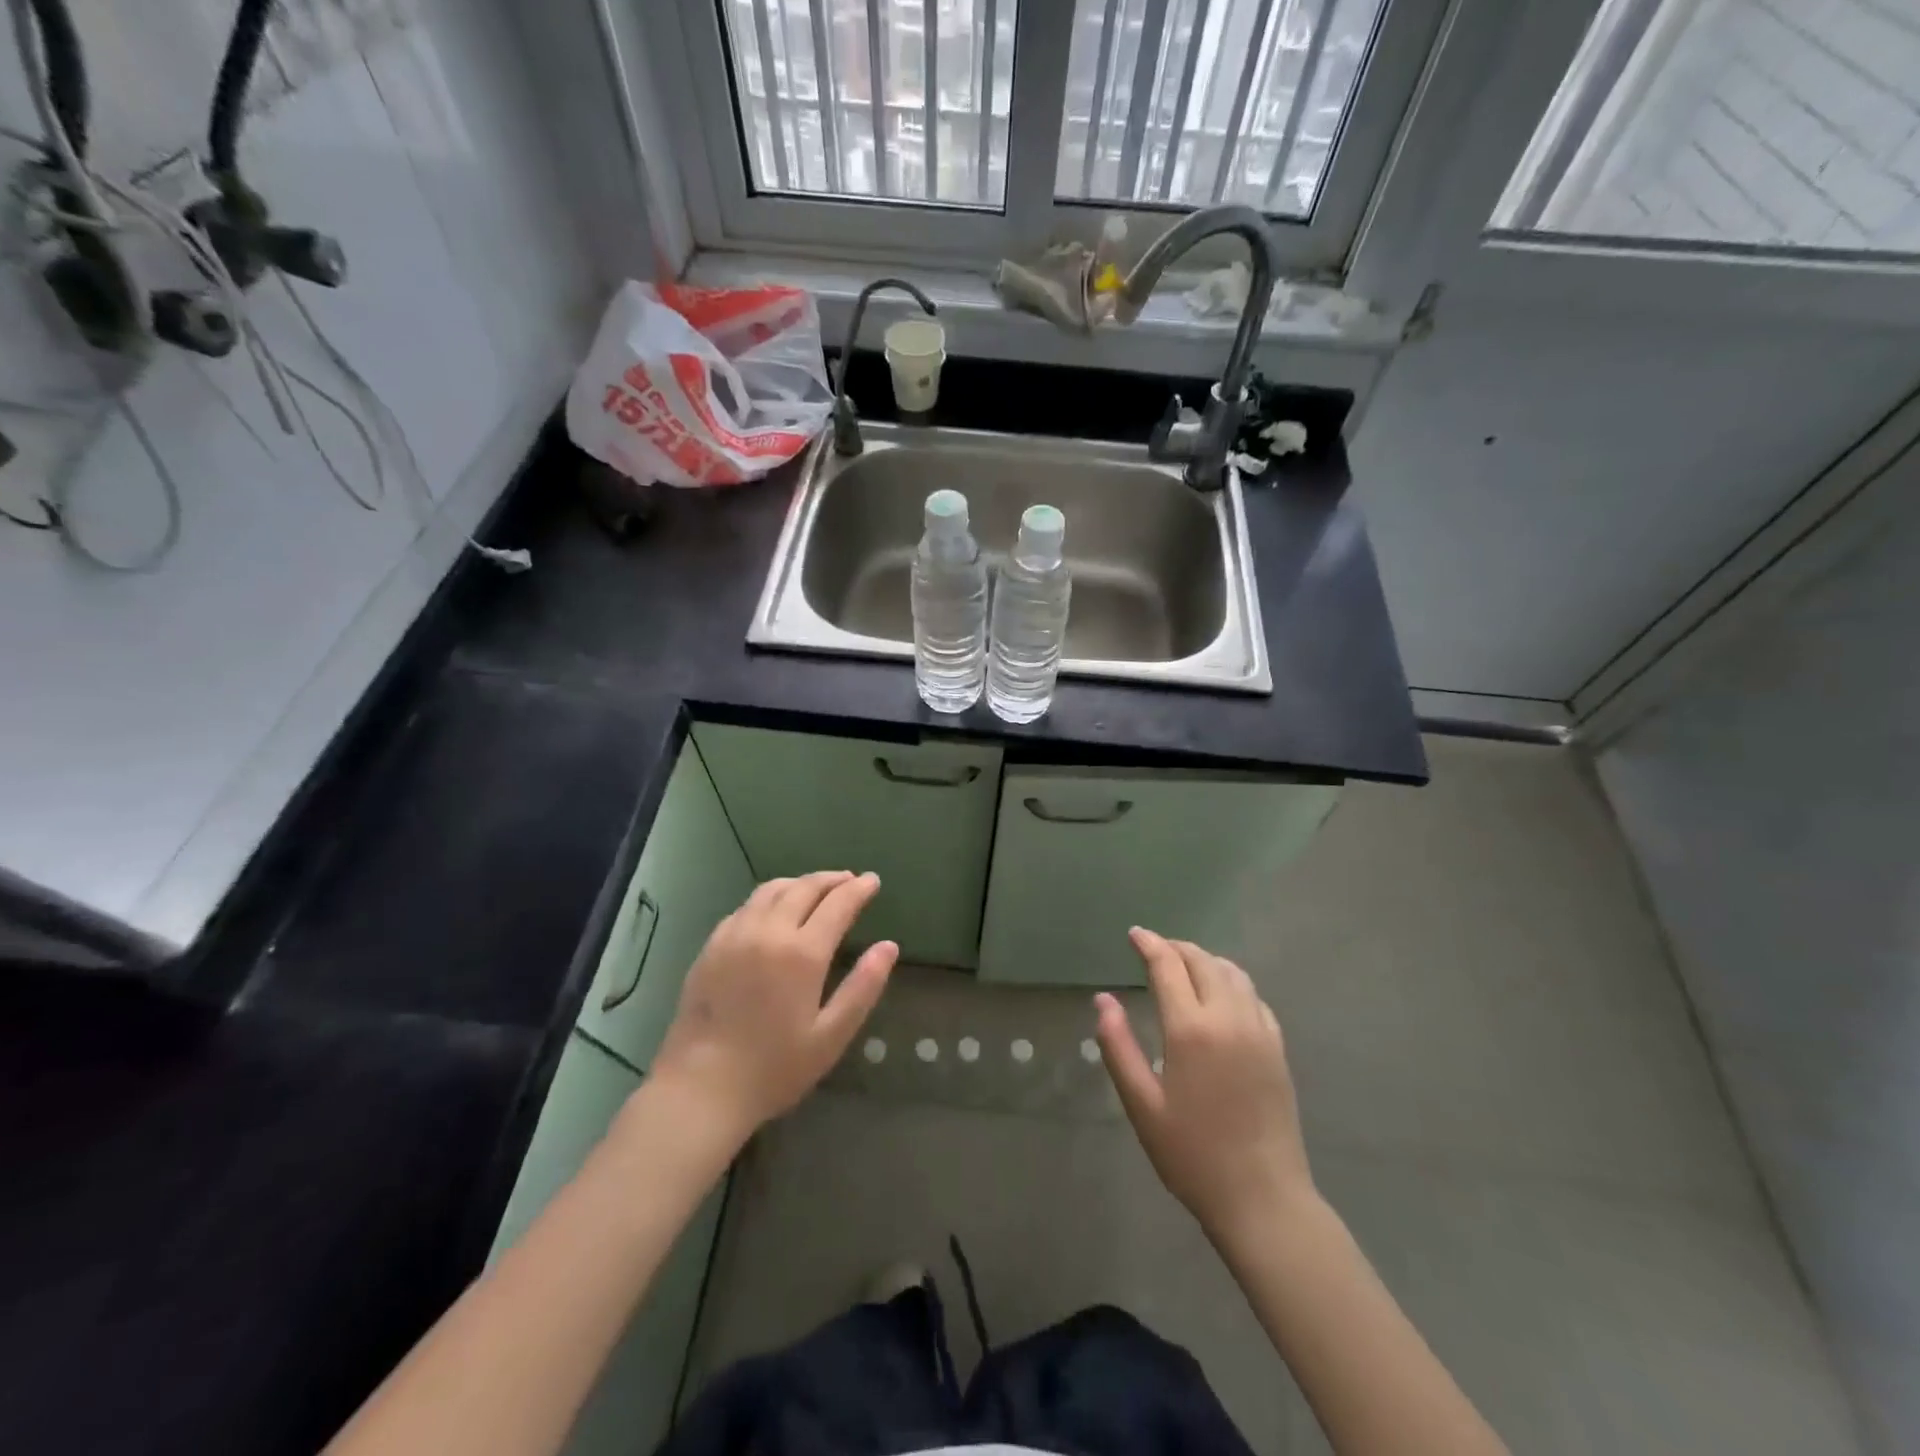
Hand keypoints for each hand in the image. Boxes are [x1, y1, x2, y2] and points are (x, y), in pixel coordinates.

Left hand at [649, 871, 897, 1145]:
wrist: (700, 1089)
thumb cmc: (774, 1068)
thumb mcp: (831, 1036)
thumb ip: (863, 987)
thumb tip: (889, 946)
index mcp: (802, 953)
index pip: (837, 904)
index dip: (858, 890)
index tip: (873, 881)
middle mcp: (768, 932)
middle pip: (804, 888)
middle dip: (831, 880)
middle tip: (849, 879)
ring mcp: (735, 935)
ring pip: (772, 890)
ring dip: (800, 883)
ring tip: (816, 887)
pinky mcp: (711, 946)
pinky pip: (746, 907)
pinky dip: (769, 897)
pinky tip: (773, 909)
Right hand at [1096, 927, 1316, 1245]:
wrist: (1263, 1199)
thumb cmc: (1192, 1154)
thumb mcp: (1141, 1104)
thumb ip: (1118, 1046)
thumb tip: (1103, 1000)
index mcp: (1191, 1029)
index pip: (1168, 966)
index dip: (1149, 944)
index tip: (1134, 934)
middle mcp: (1229, 1018)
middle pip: (1202, 961)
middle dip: (1176, 947)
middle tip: (1154, 948)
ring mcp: (1260, 1031)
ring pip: (1233, 973)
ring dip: (1205, 960)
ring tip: (1185, 966)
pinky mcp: (1278, 1049)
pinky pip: (1254, 997)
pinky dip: (1232, 981)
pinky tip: (1221, 996)